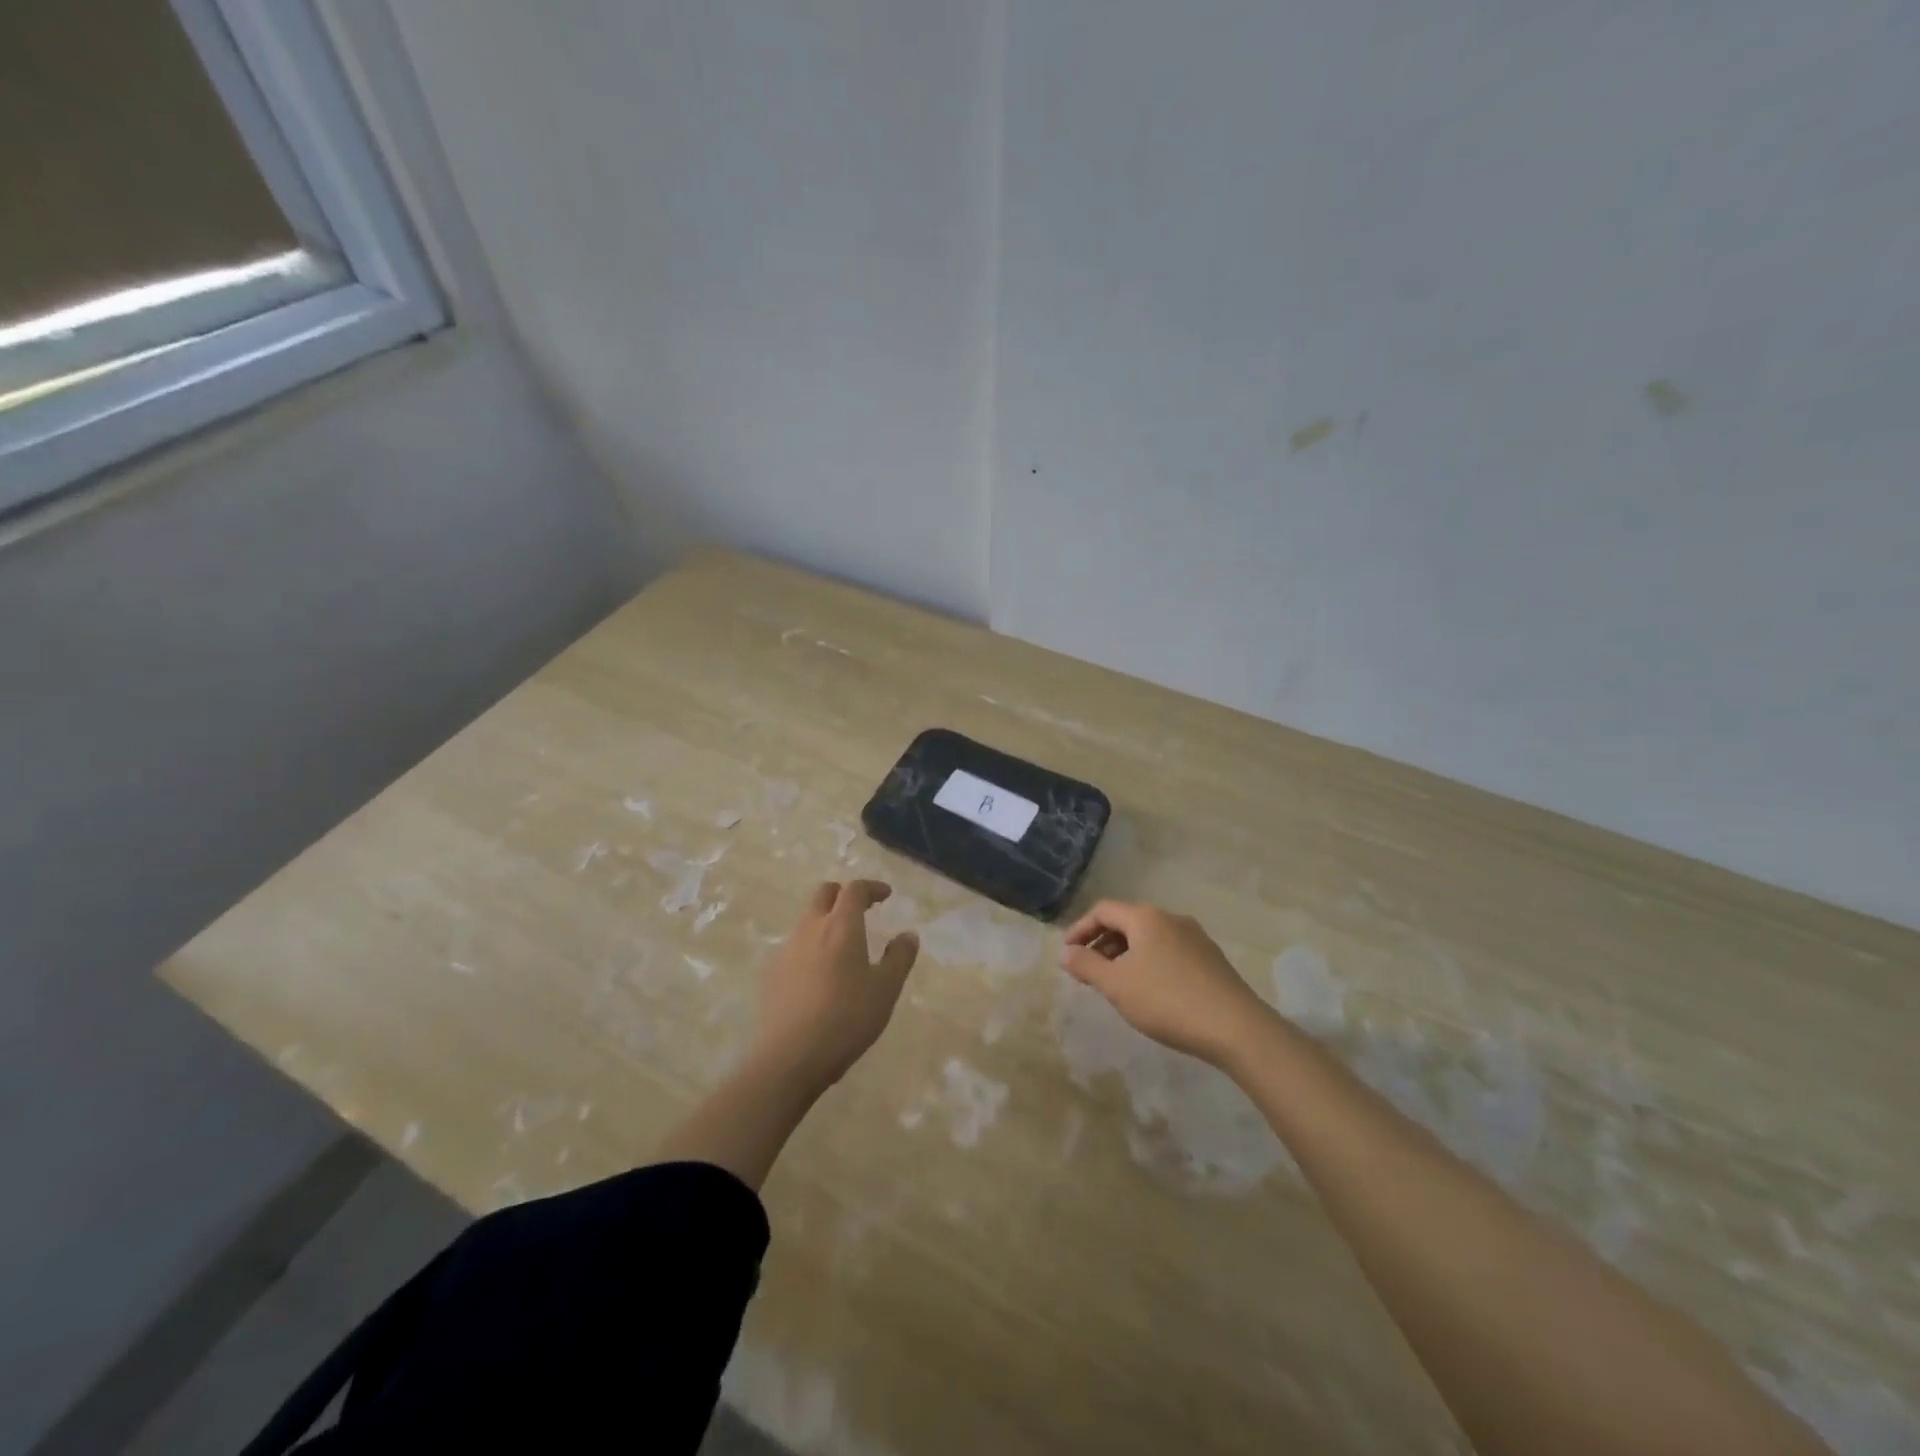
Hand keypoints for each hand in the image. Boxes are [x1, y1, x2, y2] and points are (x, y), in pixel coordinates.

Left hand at [756, 880, 919, 1088]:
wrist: (791, 1056)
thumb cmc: (847, 1017)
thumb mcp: (885, 989)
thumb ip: (899, 957)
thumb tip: (907, 935)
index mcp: (841, 926)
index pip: (854, 890)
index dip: (872, 887)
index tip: (886, 895)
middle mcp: (811, 928)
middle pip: (824, 894)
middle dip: (844, 895)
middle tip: (862, 910)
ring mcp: (787, 950)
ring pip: (807, 921)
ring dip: (826, 922)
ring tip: (843, 947)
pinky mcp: (772, 973)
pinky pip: (795, 947)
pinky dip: (811, 948)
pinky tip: (820, 976)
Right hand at [1061, 901, 1265, 1064]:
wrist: (1236, 1028)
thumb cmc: (1167, 1001)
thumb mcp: (1117, 985)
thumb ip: (1086, 965)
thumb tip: (1066, 952)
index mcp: (1145, 917)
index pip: (1103, 911)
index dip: (1080, 930)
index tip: (1068, 955)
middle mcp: (1171, 918)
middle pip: (1126, 922)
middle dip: (1102, 943)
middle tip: (1088, 972)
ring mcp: (1195, 937)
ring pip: (1148, 938)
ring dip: (1125, 954)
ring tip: (1116, 984)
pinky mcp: (1210, 959)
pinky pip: (1168, 951)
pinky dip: (1148, 962)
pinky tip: (1149, 991)